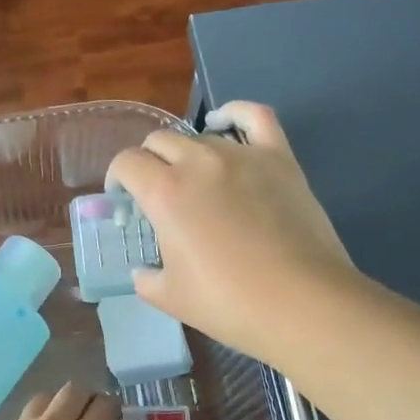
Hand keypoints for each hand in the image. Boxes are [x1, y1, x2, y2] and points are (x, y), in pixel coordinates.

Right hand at [106, 101, 358, 363]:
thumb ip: (145, 277)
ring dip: (187, 154)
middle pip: (159, 141)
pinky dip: (234, 115)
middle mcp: (198, 162)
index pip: (127, 163)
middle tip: (156, 195)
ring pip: (201, 137)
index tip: (124, 201)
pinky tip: (224, 124)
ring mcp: (242, 155)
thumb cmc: (229, 303)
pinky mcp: (279, 157)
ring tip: (196, 181)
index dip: (117, 179)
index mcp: (164, 192)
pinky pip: (253, 117)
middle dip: (148, 164)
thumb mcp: (169, 297)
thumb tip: (144, 270)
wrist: (302, 303)